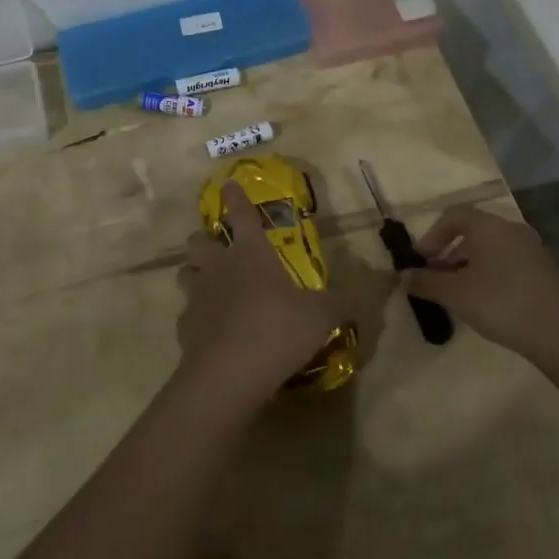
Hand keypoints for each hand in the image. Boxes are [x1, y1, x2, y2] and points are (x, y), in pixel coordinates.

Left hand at [176, 182, 389, 410]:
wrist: (227, 375)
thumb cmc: (277, 331)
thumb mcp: (322, 316)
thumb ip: (345, 300)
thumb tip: (374, 284)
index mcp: (251, 254)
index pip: (241, 214)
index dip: (235, 197)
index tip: (228, 183)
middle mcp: (219, 267)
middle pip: (198, 240)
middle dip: (205, 240)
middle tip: (218, 249)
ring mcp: (197, 295)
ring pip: (185, 272)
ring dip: (195, 274)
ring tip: (210, 285)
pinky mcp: (184, 326)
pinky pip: (187, 313)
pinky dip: (197, 316)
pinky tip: (211, 330)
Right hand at [409, 205, 558, 378]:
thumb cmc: (501, 302)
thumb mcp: (456, 294)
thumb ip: (426, 282)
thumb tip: (403, 276)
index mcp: (487, 225)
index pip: (453, 216)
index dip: (432, 235)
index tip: (421, 260)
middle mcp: (510, 228)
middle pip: (472, 231)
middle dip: (449, 251)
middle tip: (435, 277)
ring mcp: (531, 249)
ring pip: (491, 248)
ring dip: (468, 264)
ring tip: (457, 292)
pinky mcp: (544, 271)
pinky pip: (507, 262)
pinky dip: (489, 273)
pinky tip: (485, 301)